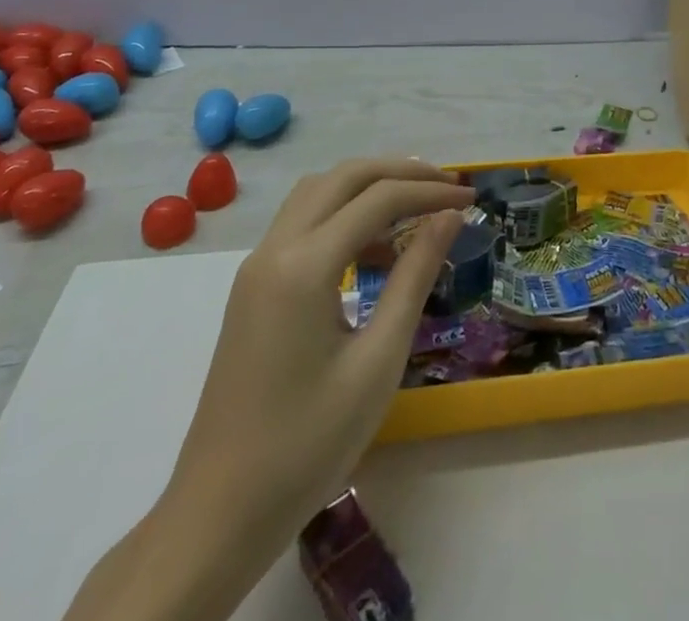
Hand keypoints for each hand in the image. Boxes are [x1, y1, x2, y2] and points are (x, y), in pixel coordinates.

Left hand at [170, 158, 472, 518]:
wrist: (217, 515)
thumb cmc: (307, 444)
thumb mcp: (378, 361)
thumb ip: (414, 277)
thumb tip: (449, 217)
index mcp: (303, 266)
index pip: (378, 199)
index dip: (429, 191)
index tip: (471, 199)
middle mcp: (274, 250)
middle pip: (343, 178)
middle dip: (399, 173)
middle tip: (446, 186)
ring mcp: (257, 267)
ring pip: (318, 193)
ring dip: (367, 188)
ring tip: (415, 210)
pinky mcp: (253, 288)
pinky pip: (302, 224)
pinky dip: (342, 215)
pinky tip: (374, 252)